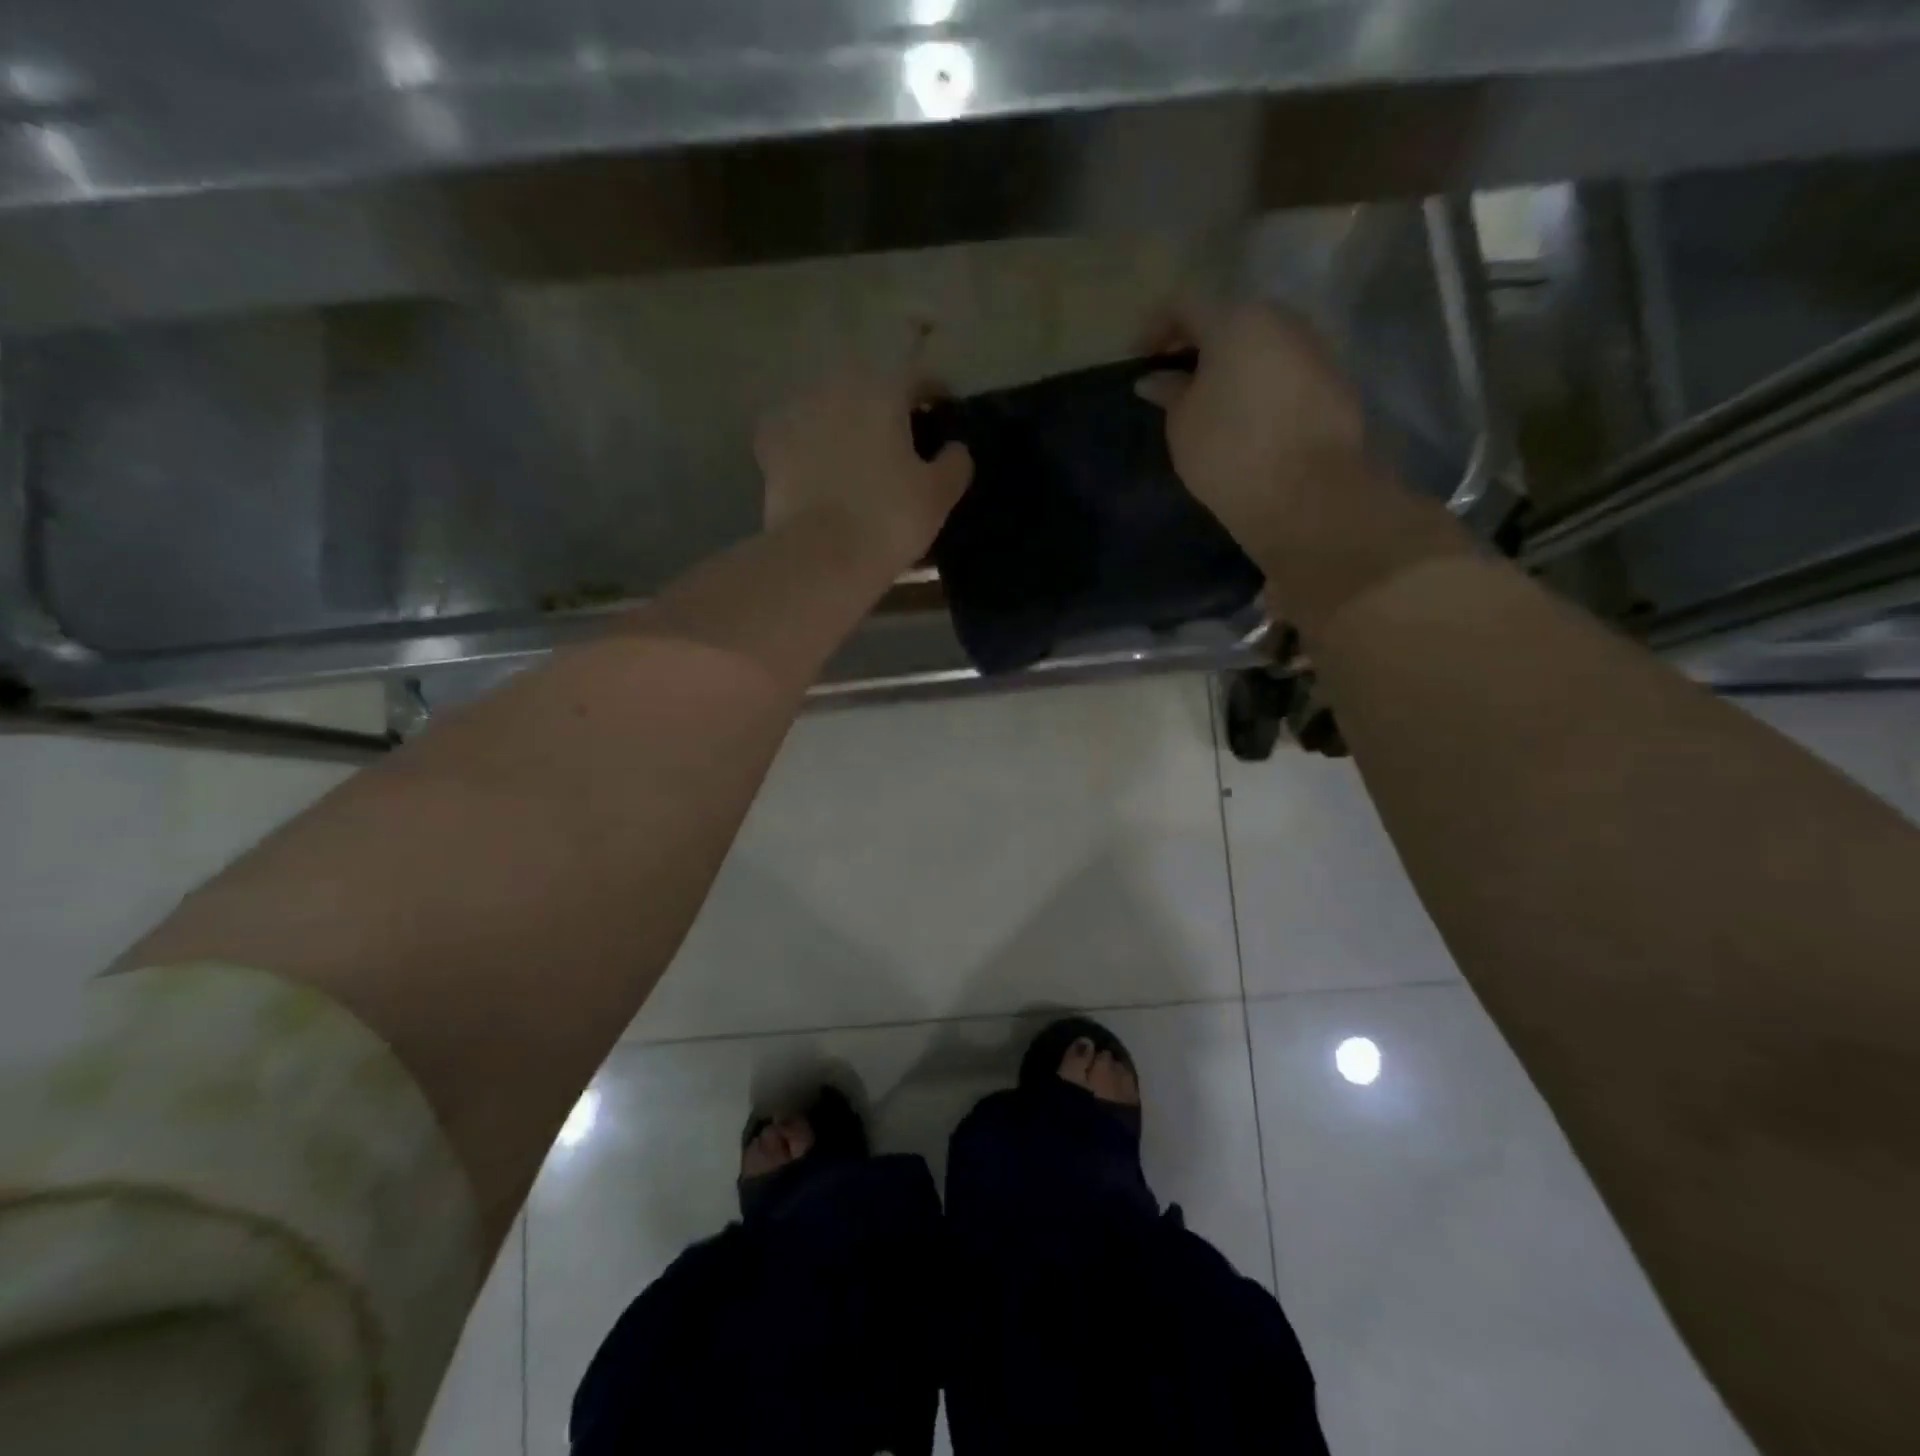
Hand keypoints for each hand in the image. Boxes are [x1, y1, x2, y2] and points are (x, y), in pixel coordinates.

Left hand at [756, 363, 971, 573]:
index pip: (917, 378)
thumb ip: (955, 463)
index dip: (935, 393)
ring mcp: (796, 414)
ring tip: (857, 456)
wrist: (821, 555)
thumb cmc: (889, 519)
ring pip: (829, 408)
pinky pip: (796, 435)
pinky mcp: (769, 445)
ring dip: (844, 423)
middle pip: (868, 390)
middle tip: (900, 439)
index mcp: (882, 391)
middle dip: (885, 409)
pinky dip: (808, 445)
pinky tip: (817, 467)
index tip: (944, 411)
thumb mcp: (939, 495)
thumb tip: (955, 448)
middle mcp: (836, 388)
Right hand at [1137, 302, 1365, 560]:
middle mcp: (1280, 320)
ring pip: (1262, 344)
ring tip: (1212, 404)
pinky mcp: (1334, 381)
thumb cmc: (1228, 451)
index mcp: (1236, 320)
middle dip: (1199, 344)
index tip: (1140, 360)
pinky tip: (1247, 420)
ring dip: (1233, 365)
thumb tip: (1156, 379)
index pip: (1185, 302)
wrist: (1306, 493)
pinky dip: (1260, 384)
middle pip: (1230, 318)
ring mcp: (1314, 348)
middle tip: (1175, 381)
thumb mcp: (1182, 424)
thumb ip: (1170, 392)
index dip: (1156, 326)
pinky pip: (1285, 371)